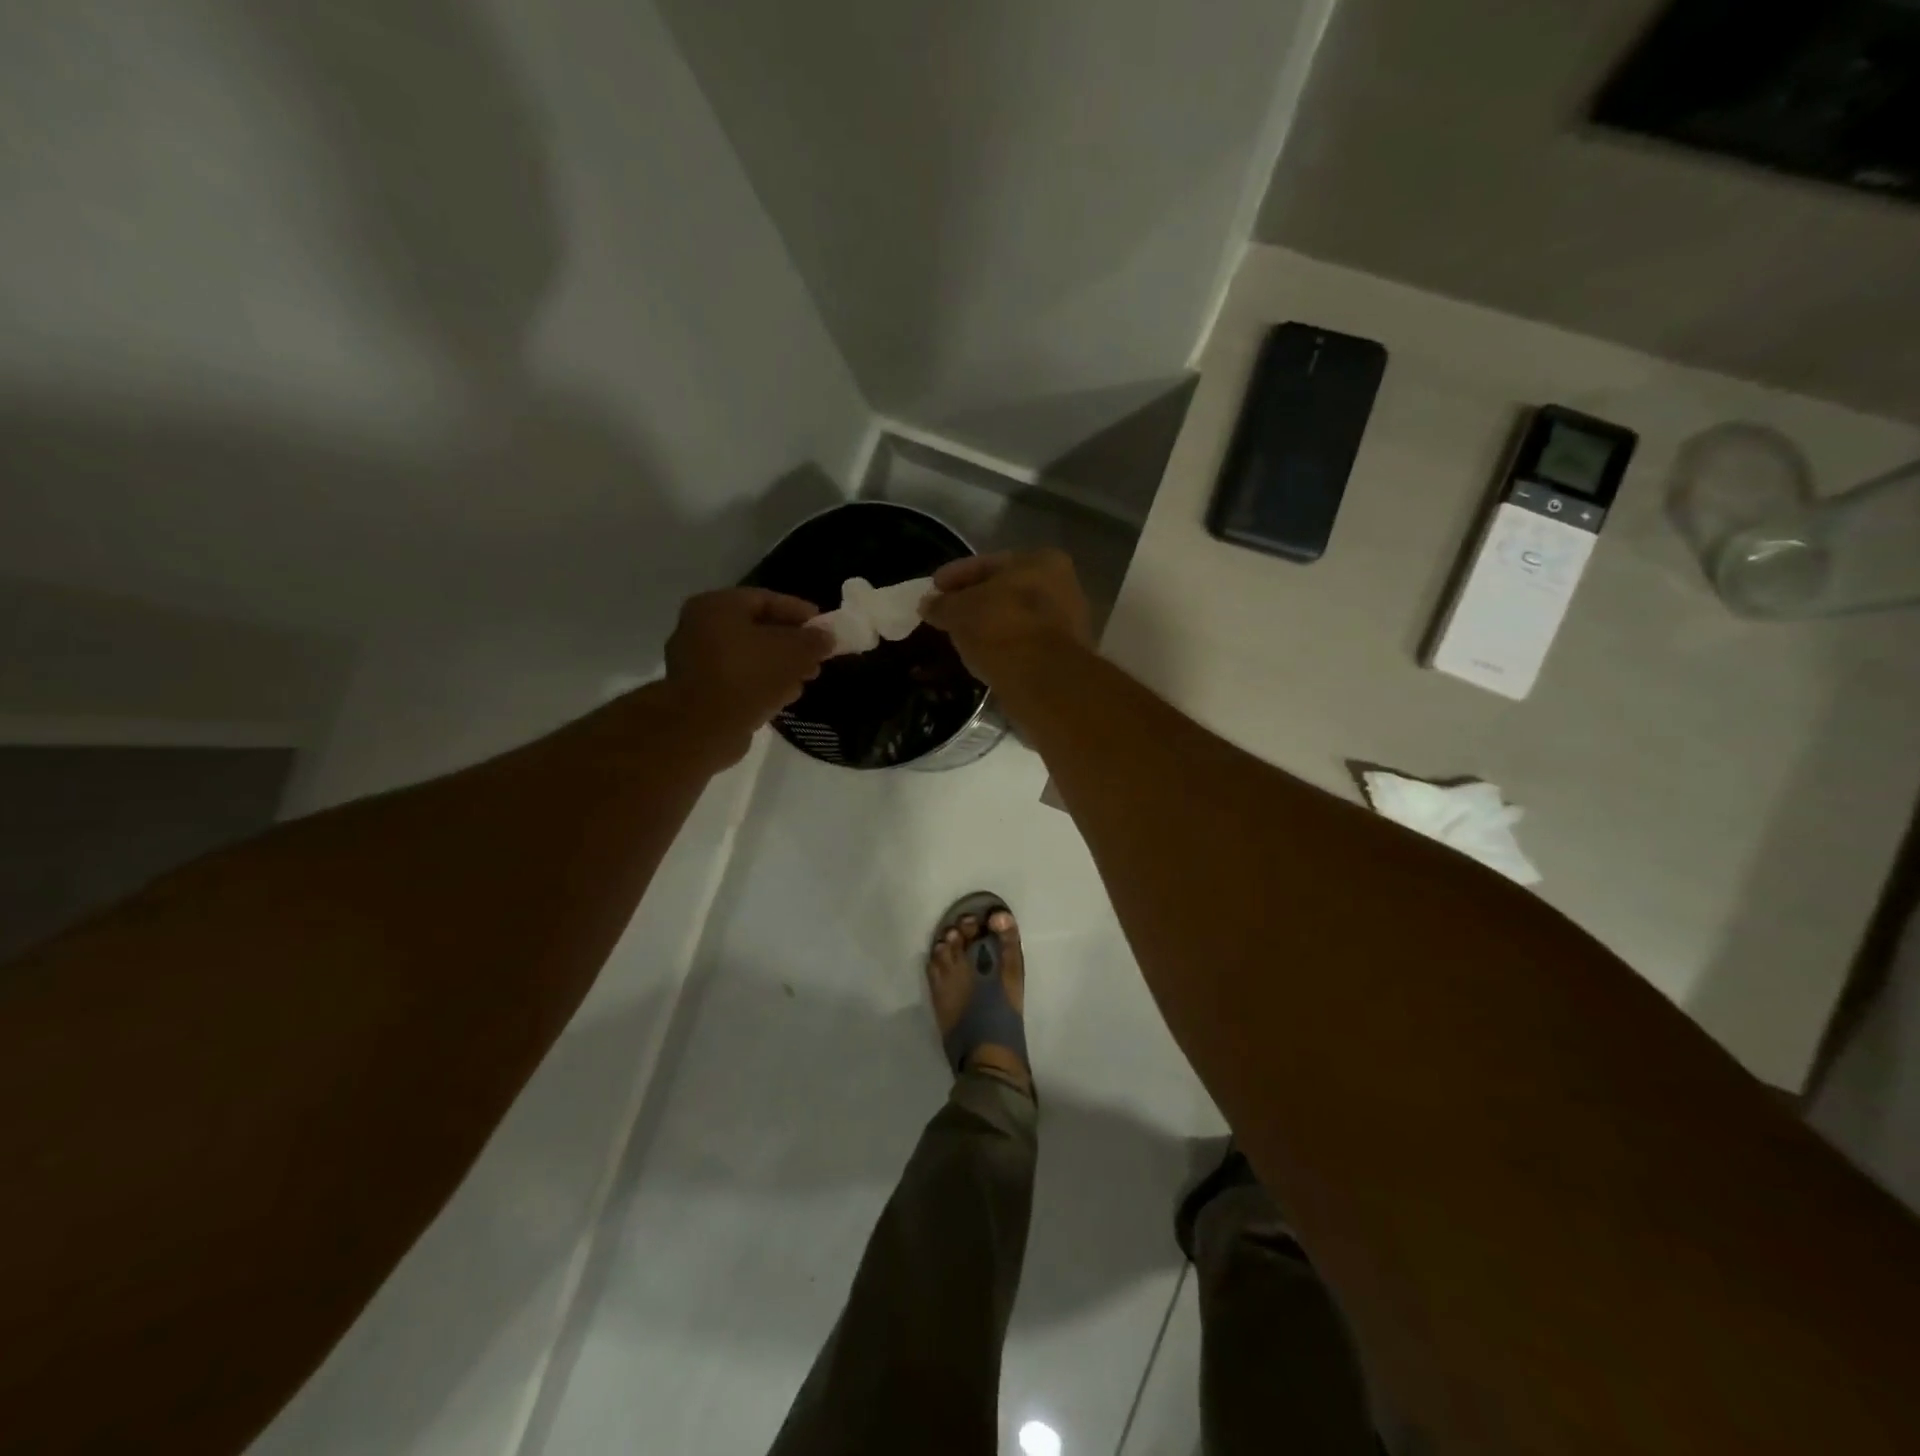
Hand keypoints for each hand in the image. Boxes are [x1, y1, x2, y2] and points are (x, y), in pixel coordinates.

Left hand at [663, 588, 831, 764]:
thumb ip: (814, 640)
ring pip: (749, 657)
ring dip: (779, 667)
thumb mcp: (793, 652)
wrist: (703, 728)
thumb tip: (827, 637)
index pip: (766, 599)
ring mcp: (695, 662)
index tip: (824, 627)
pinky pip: (738, 680)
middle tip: (817, 657)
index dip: (800, 612)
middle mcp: (700, 628)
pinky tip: (784, 696)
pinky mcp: (699, 692)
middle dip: (792, 644)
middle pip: (757, 629)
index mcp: (717, 606)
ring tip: (806, 679)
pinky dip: (762, 684)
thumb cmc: (748, 676)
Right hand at [919, 549, 1092, 686]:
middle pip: (1005, 591)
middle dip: (975, 601)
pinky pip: (1022, 644)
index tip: (933, 588)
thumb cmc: (1001, 629)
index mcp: (1041, 561)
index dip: (955, 575)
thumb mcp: (960, 611)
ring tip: (960, 637)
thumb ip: (942, 604)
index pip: (988, 563)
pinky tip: (982, 656)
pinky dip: (1002, 647)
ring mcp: (1066, 623)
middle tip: (945, 614)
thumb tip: (928, 603)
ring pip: (1015, 619)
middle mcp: (1062, 586)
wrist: (1043, 681)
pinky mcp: (1063, 657)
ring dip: (989, 626)